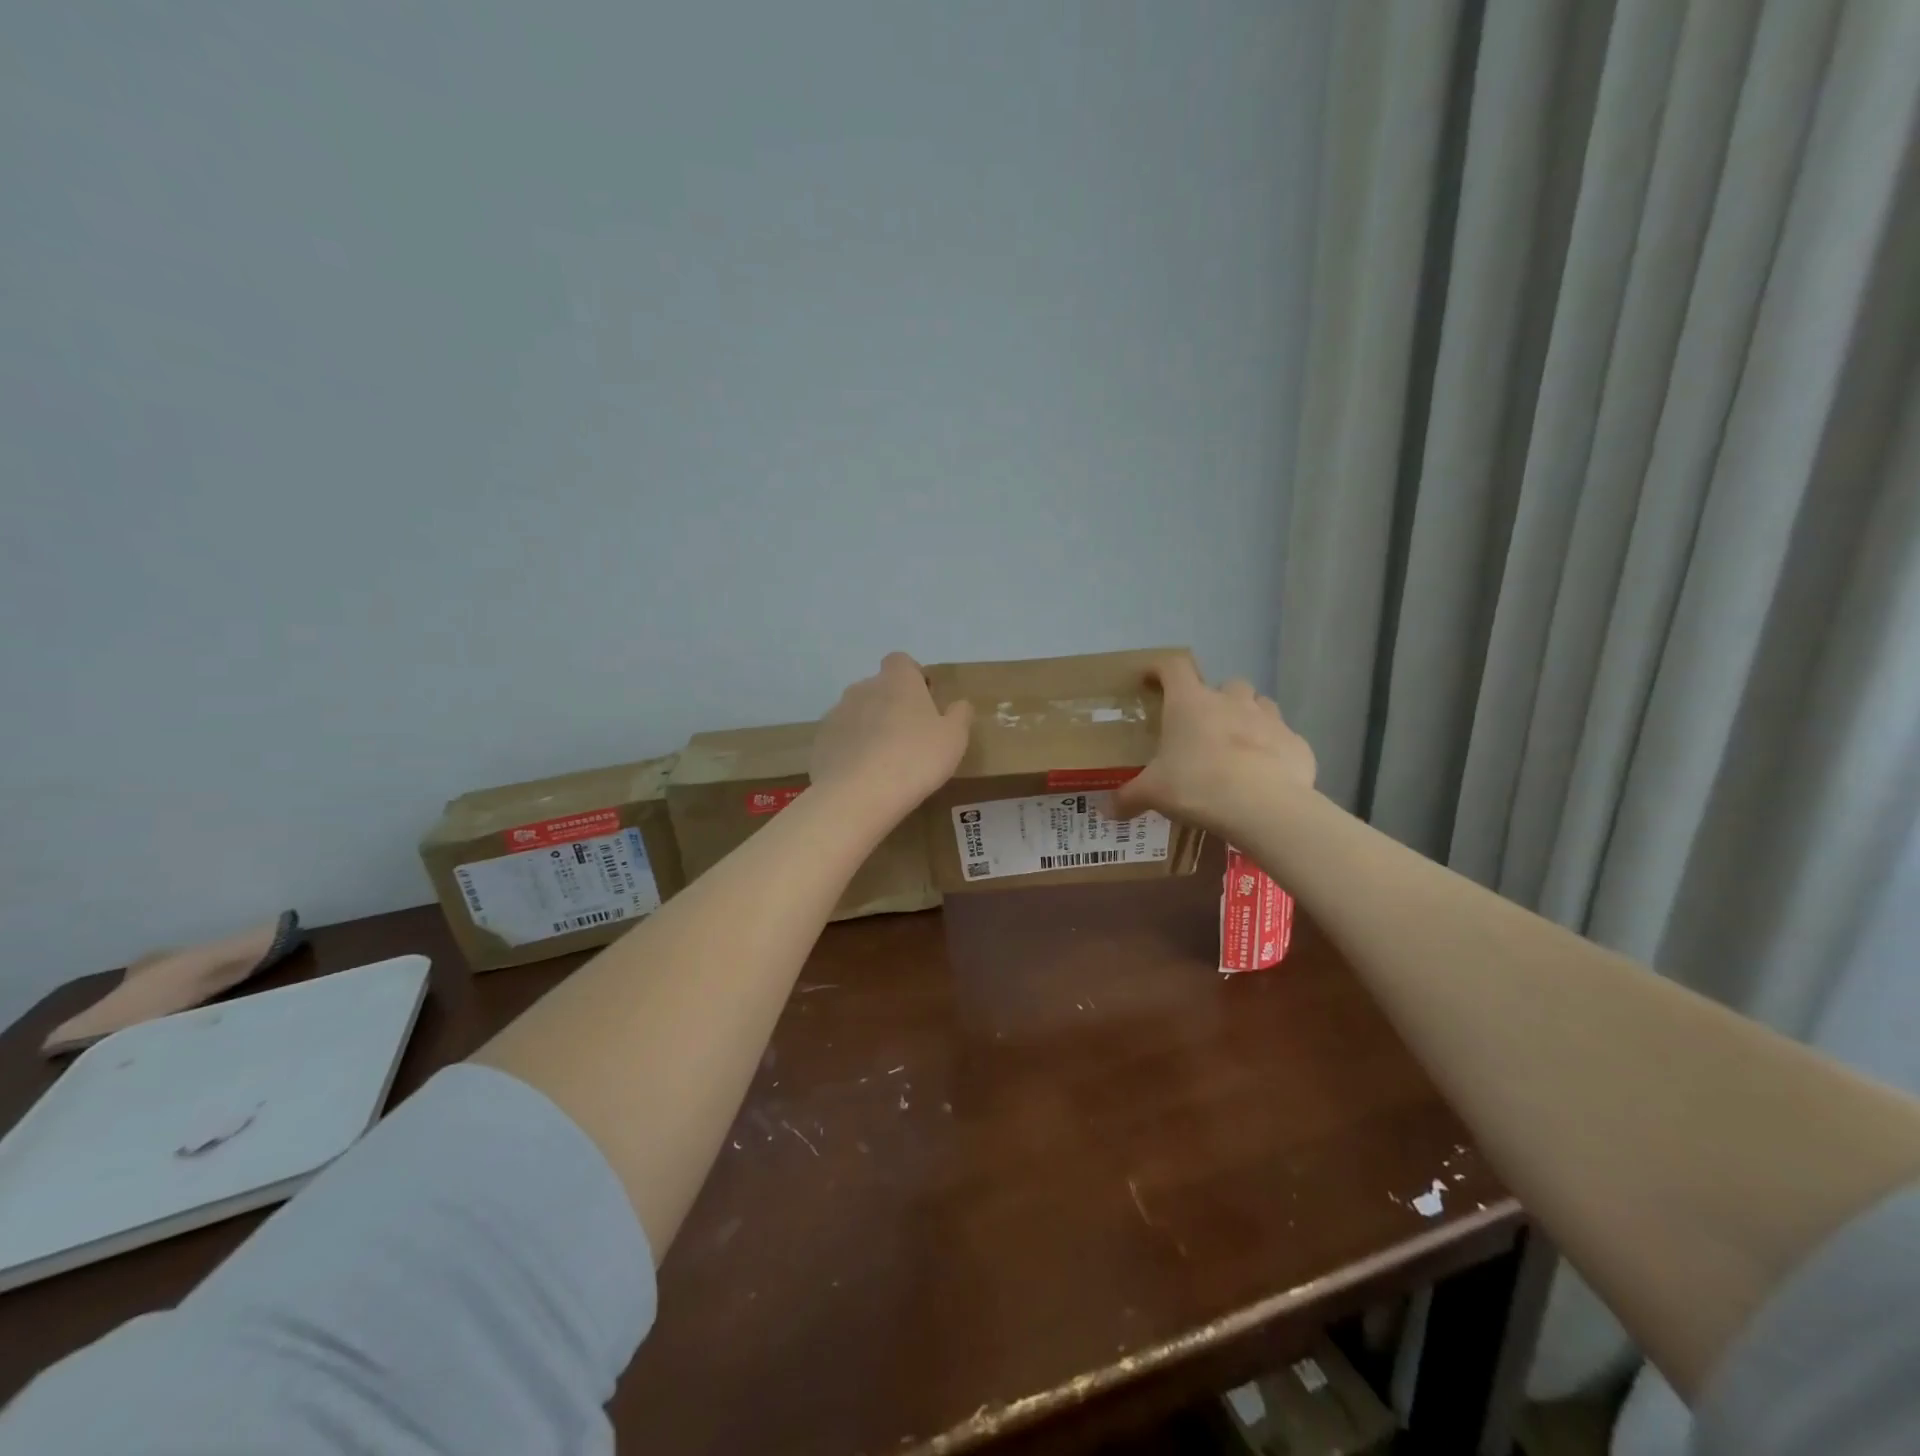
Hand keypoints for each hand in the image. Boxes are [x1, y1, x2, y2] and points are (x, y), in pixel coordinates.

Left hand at [811, 653, 972, 812]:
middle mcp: (863, 688)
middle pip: (879, 688)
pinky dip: (851, 750)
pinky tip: (862, 776)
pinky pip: (841, 738)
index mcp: (897, 681)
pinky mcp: (821, 741)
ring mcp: (837, 713)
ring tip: (884, 761)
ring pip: (858, 713)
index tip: (923, 701)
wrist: (858, 794)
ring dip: (870, 727)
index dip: (912, 676)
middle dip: (891, 705)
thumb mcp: (954, 738)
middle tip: (909, 737)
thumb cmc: (915, 758)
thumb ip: (959, 715)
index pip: (900, 661)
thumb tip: (959, 704)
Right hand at [1113, 655, 1314, 830]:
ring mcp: (1269, 719)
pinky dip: (1273, 749)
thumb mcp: (1153, 793)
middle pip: (1225, 683)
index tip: (1153, 679)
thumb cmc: (1197, 786)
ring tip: (1237, 744)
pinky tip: (1265, 773)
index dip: (1161, 669)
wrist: (1264, 807)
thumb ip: (1128, 798)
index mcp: (1190, 703)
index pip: (1174, 667)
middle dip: (1215, 698)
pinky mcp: (1296, 743)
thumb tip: (1106, 811)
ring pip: (1259, 704)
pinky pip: (1283, 738)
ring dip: (1248, 716)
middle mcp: (1230, 701)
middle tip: (1203, 725)